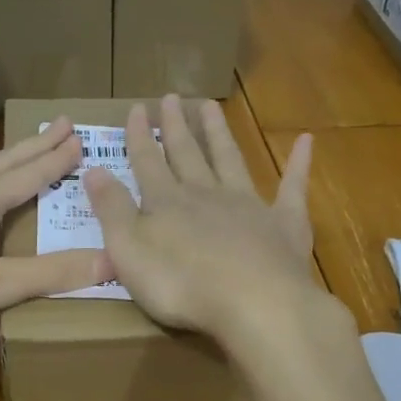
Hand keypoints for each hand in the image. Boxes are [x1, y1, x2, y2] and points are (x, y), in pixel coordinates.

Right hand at [82, 95, 324, 352]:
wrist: (254, 303)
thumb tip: (93, 170)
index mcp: (167, 203)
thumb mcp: (129, 250)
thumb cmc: (181, 283)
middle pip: (188, 154)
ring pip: (230, 160)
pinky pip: (293, 187)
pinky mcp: (285, 224)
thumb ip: (111, 210)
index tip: (136, 109)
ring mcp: (249, 205)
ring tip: (211, 107)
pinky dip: (299, 164)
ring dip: (219, 134)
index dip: (139, 138)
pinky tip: (307, 141)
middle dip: (176, 127)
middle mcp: (206, 194)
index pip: (148, 163)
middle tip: (171, 97)